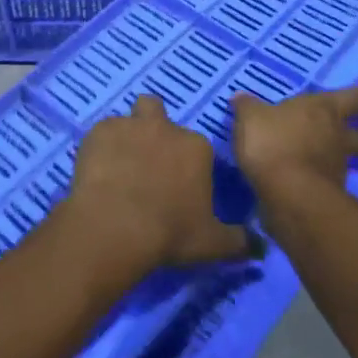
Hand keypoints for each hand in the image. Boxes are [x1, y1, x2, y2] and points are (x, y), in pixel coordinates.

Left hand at [59, 95, 250, 279]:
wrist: (115, 226)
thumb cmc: (169, 233)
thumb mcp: (212, 244)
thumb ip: (239, 241)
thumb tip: (261, 247)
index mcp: (195, 147)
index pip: (195, 145)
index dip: (186, 163)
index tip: (178, 185)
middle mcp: (164, 127)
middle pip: (157, 111)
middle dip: (153, 128)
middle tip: (146, 161)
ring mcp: (128, 126)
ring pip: (127, 120)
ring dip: (125, 137)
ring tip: (117, 167)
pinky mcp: (97, 132)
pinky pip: (100, 134)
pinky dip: (99, 149)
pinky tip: (96, 172)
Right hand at [232, 83, 357, 219]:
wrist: (287, 193)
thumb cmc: (273, 142)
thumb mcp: (251, 118)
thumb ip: (247, 108)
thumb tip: (241, 98)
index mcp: (323, 110)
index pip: (354, 98)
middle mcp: (335, 136)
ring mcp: (335, 167)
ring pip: (349, 160)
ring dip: (353, 161)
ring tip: (349, 163)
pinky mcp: (326, 193)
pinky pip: (327, 181)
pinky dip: (325, 180)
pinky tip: (315, 182)